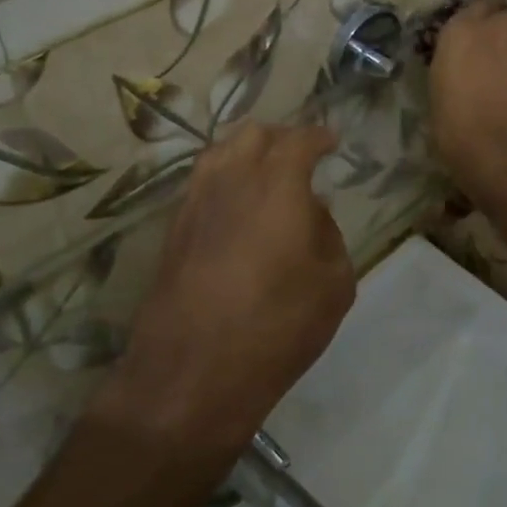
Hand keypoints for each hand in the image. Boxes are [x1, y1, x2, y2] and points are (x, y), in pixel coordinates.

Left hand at [115, 124, 354, 456]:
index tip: (332, 142)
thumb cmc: (278, 327)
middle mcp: (230, 180)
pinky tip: (237, 207)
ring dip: (247, 154)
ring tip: (267, 177)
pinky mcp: (173, 229)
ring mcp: (194, 202)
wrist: (193, 372)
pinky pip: (202, 184)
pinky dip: (225, 180)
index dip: (319, 137)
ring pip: (220, 153)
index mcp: (277, 185)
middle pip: (253, 135)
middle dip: (282, 138)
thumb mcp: (333, 284)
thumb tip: (312, 211)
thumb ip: (329, 235)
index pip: (299, 140)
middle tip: (301, 158)